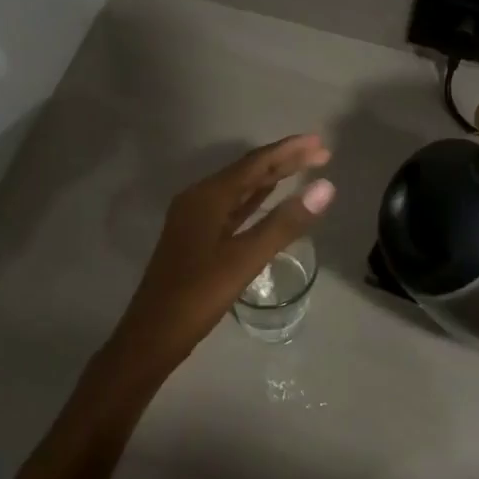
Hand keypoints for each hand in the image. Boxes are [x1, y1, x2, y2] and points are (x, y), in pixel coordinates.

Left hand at [102, 135, 334, 375]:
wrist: (152, 335)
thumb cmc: (198, 295)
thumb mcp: (245, 259)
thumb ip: (285, 223)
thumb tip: (326, 187)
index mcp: (207, 197)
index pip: (255, 164)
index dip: (289, 151)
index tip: (321, 143)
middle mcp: (199, 199)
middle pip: (247, 171)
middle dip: (283, 161)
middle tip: (320, 154)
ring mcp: (195, 219)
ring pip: (239, 189)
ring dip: (270, 178)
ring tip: (302, 169)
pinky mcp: (196, 237)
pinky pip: (232, 208)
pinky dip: (254, 199)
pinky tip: (268, 200)